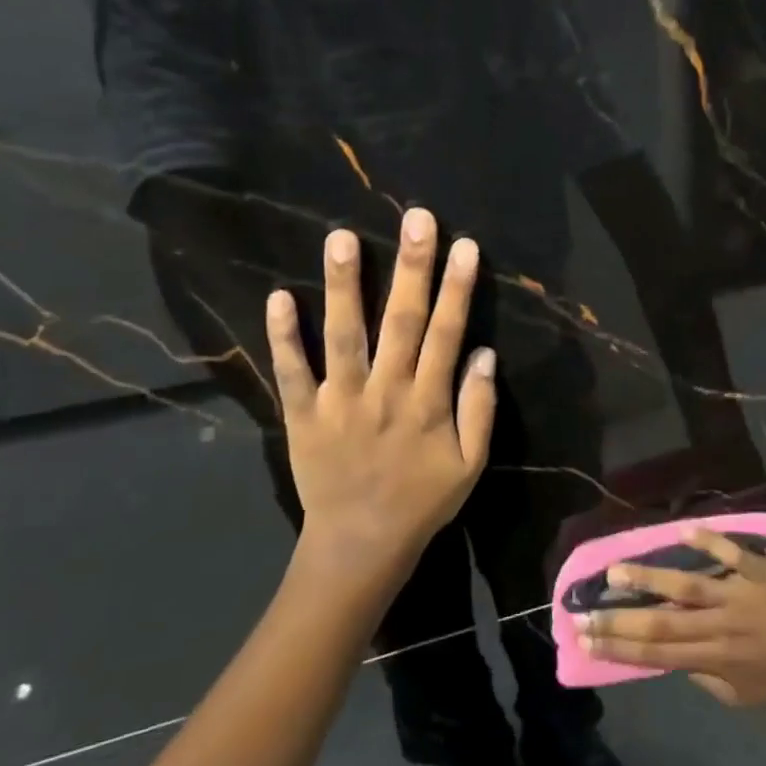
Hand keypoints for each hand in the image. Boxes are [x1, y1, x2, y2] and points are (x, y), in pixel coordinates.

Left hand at [268, 208, 496, 584]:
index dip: (457, 288)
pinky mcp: (304, 415)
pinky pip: (292, 372)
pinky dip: (284, 337)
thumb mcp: (470, 464)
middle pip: (401, 321)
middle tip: (416, 219)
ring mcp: (340, 401)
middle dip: (412, 268)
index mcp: (428, 402)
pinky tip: (280, 296)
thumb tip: (485, 354)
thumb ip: (480, 409)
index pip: (447, 333)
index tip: (464, 246)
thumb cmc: (422, 501)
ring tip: (341, 237)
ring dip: (344, 286)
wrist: (360, 546)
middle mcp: (386, 392)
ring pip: (344, 336)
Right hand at [580, 530, 765, 716]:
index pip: (655, 652)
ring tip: (615, 570)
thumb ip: (705, 677)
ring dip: (649, 577)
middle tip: (582, 610)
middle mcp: (719, 627)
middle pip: (660, 622)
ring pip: (687, 586)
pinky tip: (684, 530)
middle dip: (617, 618)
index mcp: (713, 659)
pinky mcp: (762, 572)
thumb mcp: (741, 698)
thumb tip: (673, 655)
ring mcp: (740, 596)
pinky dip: (709, 541)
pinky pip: (733, 554)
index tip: (586, 637)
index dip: (618, 645)